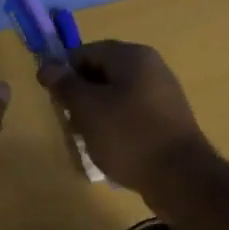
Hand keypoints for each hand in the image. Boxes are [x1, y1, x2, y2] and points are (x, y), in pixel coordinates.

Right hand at [37, 40, 216, 201]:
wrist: (181, 177)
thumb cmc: (128, 136)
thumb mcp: (87, 108)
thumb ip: (65, 84)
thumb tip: (47, 66)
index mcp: (132, 56)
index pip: (85, 51)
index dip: (64, 72)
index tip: (54, 100)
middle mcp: (151, 66)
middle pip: (102, 71)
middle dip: (81, 94)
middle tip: (70, 122)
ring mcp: (162, 93)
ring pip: (116, 94)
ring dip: (97, 112)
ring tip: (89, 138)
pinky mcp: (167, 118)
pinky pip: (132, 112)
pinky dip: (116, 124)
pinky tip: (110, 147)